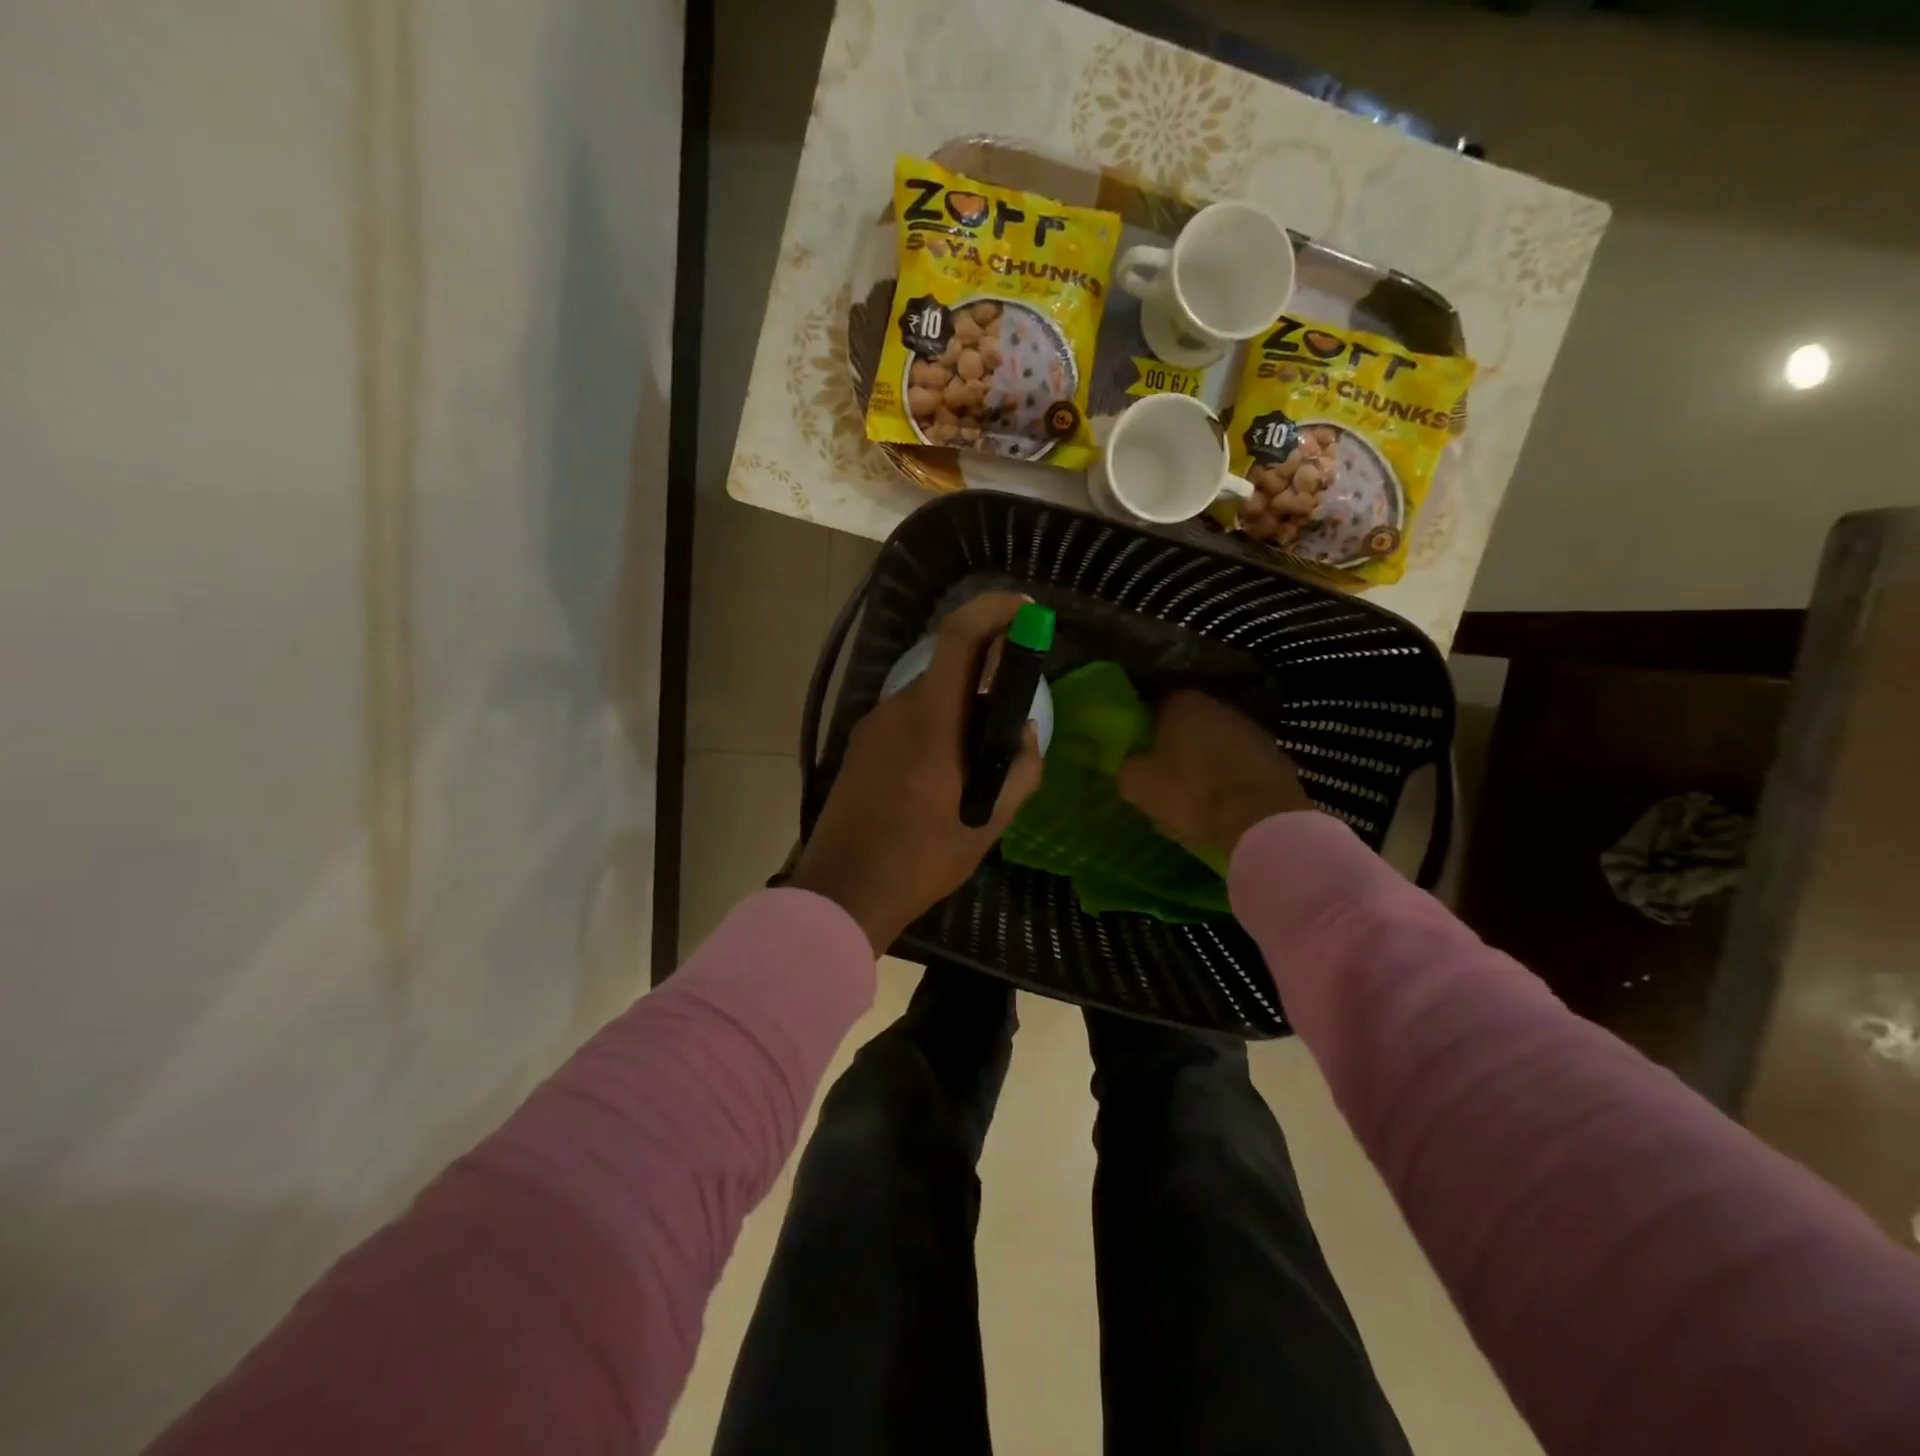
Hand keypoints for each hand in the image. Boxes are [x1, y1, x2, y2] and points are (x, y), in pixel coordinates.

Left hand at [789, 592, 1043, 952]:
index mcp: (930, 720)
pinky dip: (936, 729)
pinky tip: (944, 776)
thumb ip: (1019, 769)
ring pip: (928, 698)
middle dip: (985, 676)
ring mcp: (872, 727)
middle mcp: (896, 709)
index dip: (992, 611)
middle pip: (948, 669)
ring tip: (979, 762)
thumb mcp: (988, 822)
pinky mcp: (861, 747)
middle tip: (1011, 717)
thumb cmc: (922, 858)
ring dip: (959, 711)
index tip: (1025, 609)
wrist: (843, 890)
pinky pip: (908, 720)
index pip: (958, 638)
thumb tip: (1024, 732)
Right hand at [1118, 690, 1312, 855]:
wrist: (1260, 818)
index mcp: (1183, 703)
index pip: (1157, 704)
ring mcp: (1253, 729)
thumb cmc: (1191, 792)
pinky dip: (1233, 776)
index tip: (1142, 751)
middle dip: (1179, 743)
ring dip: (1209, 759)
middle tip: (1166, 771)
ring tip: (1198, 790)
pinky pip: (1244, 763)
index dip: (1147, 728)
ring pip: (1220, 742)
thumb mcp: (1138, 783)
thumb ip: (1127, 768)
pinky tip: (1226, 800)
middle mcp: (1220, 706)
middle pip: (1191, 722)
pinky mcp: (1277, 756)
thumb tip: (1130, 767)